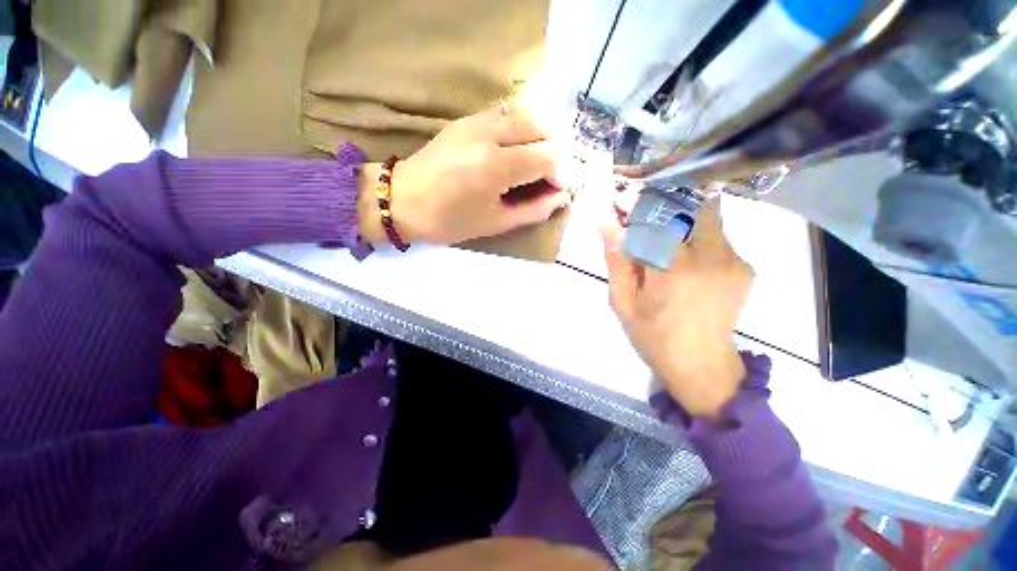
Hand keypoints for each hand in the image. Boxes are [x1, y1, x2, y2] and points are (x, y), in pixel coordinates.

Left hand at [358, 103, 571, 245]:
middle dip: (557, 150)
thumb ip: (533, 210)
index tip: (561, 189)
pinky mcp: (466, 119)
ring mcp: (476, 121)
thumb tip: (560, 198)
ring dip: (542, 134)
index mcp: (495, 167)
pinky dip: (523, 126)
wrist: (402, 200)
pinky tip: (521, 146)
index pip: (547, 157)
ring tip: (543, 159)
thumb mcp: (494, 223)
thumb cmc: (448, 221)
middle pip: (541, 127)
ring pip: (525, 113)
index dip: (562, 173)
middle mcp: (489, 135)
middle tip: (555, 173)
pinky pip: (506, 112)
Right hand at [601, 198, 753, 419]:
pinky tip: (679, 255)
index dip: (637, 201)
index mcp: (676, 269)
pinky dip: (694, 233)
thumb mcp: (623, 303)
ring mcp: (734, 260)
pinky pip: (716, 235)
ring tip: (658, 234)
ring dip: (679, 217)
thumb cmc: (653, 336)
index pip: (659, 214)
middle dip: (664, 200)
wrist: (701, 365)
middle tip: (641, 210)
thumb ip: (617, 261)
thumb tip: (607, 224)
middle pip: (691, 204)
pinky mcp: (744, 266)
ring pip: (706, 215)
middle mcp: (713, 256)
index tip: (620, 197)